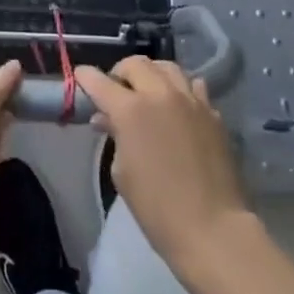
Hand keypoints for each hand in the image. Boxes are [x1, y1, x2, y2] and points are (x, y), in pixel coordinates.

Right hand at [75, 57, 251, 270]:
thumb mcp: (123, 174)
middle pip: (135, 64)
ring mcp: (189, 99)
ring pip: (166, 67)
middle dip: (121, 72)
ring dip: (151, 74)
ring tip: (148, 91)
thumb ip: (115, 137)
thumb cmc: (158, 209)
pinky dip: (180, 90)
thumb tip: (108, 119)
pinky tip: (179, 106)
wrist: (213, 229)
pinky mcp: (212, 112)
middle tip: (117, 91)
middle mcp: (159, 94)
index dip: (86, 77)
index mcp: (130, 109)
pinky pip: (193, 86)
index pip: (100, 81)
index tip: (80, 76)